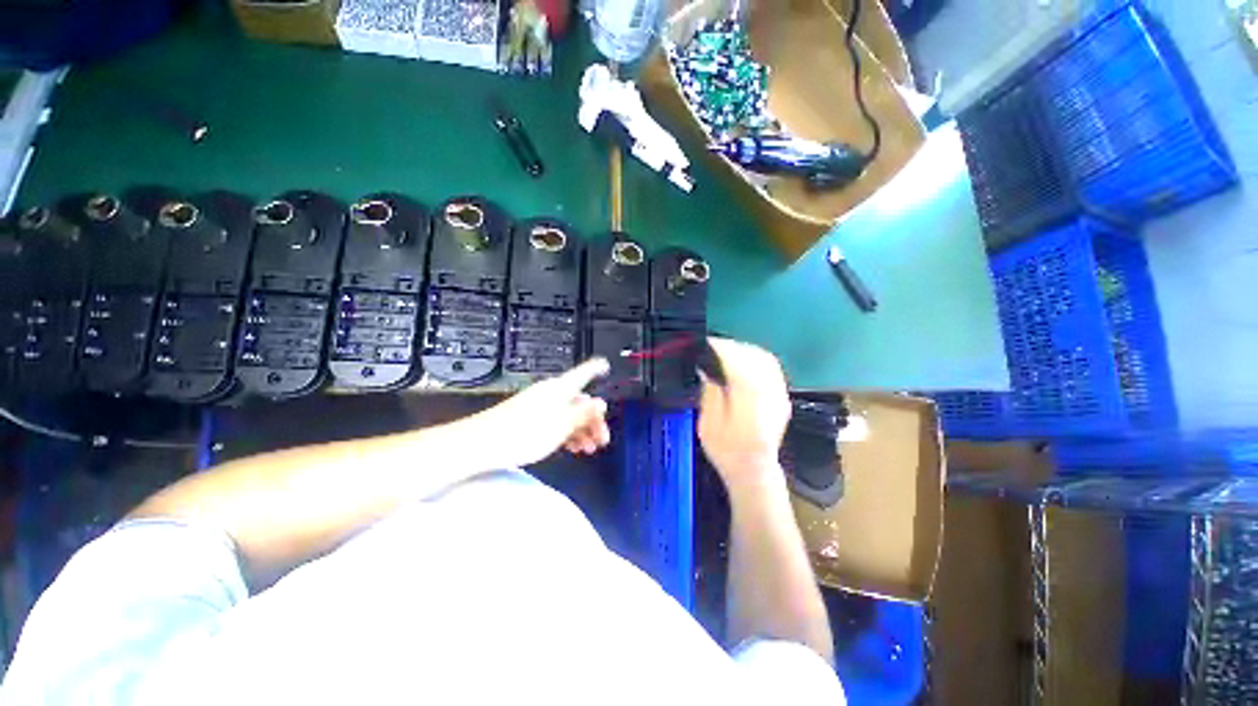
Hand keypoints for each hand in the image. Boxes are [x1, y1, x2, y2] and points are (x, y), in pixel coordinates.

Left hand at [457, 357, 612, 468]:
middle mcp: (551, 393)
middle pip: (579, 400)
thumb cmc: (524, 433)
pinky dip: (567, 433)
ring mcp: (540, 405)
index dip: (596, 368)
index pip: (583, 373)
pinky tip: (572, 448)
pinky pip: (556, 421)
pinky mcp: (529, 418)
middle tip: (602, 440)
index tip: (606, 366)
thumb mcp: (561, 426)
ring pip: (569, 414)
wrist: (481, 444)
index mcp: (561, 389)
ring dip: (582, 430)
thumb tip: (601, 403)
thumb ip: (583, 414)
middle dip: (593, 420)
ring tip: (588, 450)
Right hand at [697, 338, 791, 491]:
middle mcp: (769, 391)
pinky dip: (756, 359)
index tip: (704, 344)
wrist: (754, 471)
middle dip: (731, 346)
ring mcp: (779, 393)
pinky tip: (743, 362)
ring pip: (765, 358)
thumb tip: (706, 367)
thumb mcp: (709, 423)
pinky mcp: (782, 396)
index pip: (736, 360)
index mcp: (749, 397)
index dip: (719, 348)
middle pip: (753, 355)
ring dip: (744, 350)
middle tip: (711, 347)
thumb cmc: (727, 450)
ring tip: (725, 352)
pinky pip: (772, 368)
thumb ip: (710, 391)